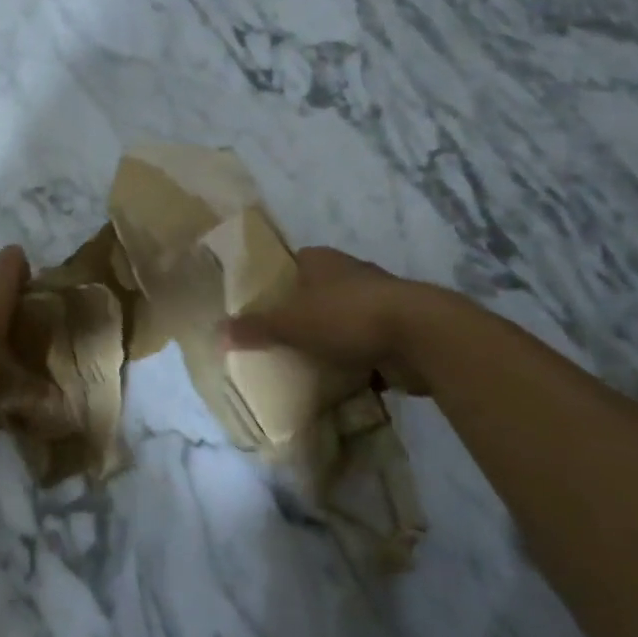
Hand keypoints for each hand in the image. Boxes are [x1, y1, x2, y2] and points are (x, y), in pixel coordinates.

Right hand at [221, 246, 442, 395]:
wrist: (420, 335)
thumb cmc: (347, 316)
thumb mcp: (291, 324)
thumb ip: (256, 327)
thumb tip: (217, 331)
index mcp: (321, 260)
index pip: (290, 264)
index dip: (274, 283)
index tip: (259, 307)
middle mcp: (349, 272)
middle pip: (316, 291)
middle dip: (301, 313)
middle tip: (278, 338)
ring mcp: (377, 299)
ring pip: (343, 317)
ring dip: (330, 336)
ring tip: (305, 360)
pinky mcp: (397, 327)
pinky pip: (366, 341)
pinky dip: (355, 356)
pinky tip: (341, 376)